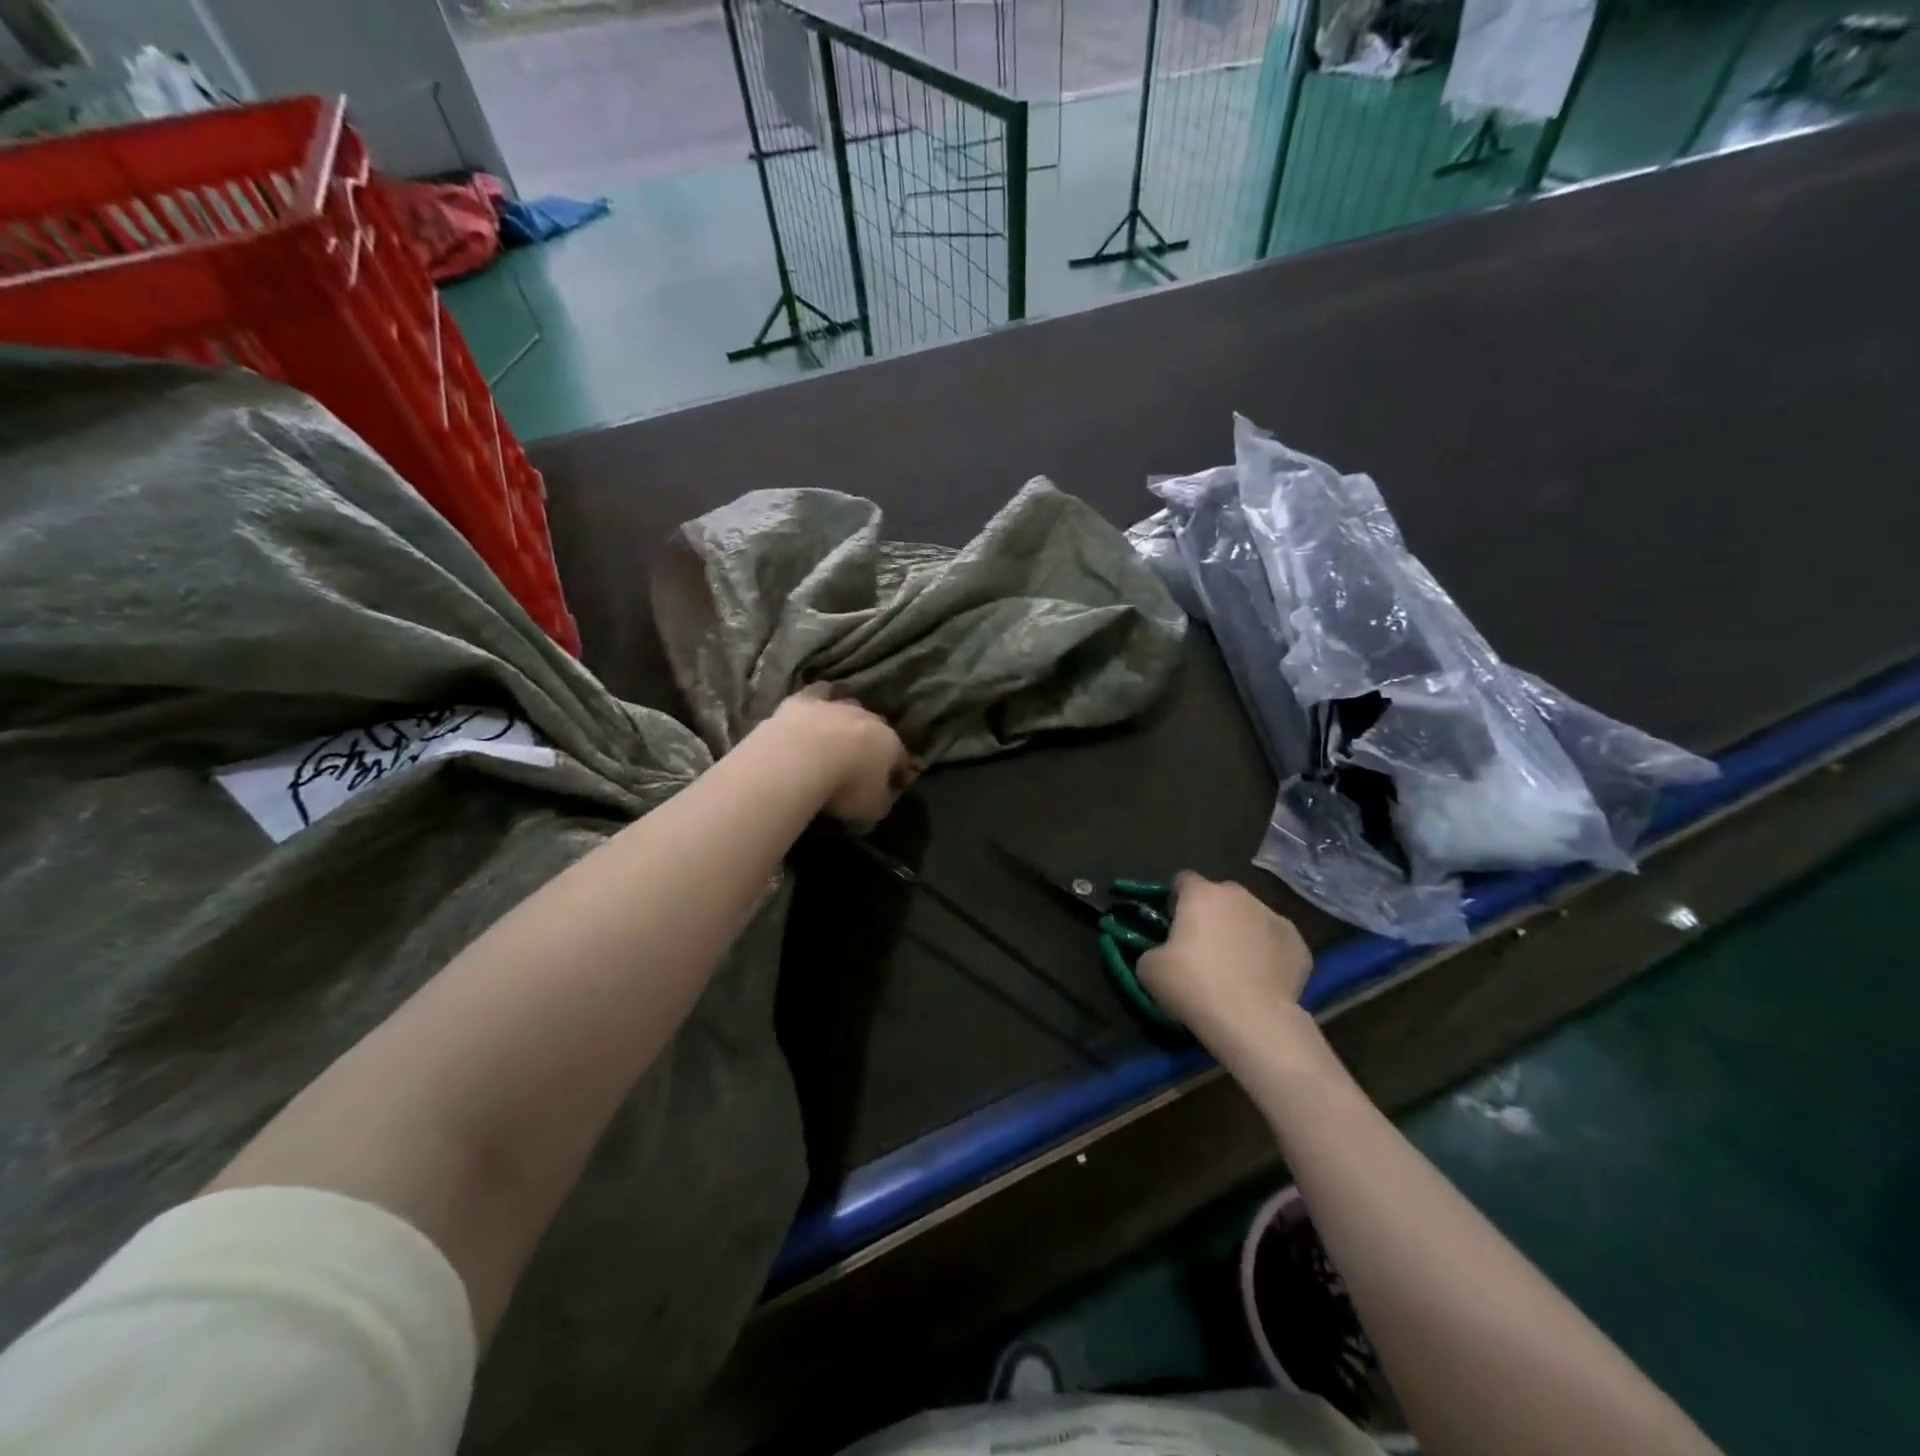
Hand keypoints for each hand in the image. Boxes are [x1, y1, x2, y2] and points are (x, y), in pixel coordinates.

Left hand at [767, 685, 917, 830]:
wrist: (800, 759)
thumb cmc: (845, 787)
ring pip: (850, 708)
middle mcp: (868, 718)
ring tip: (837, 738)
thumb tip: (887, 793)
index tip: (894, 785)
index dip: (899, 772)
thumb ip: (884, 799)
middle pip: (877, 728)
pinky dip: (819, 699)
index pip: (901, 758)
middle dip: (874, 743)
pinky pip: (818, 694)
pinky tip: (815, 708)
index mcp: (890, 743)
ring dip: (847, 721)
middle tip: (863, 762)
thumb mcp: (874, 808)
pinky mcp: (804, 700)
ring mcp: (836, 705)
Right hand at [1137, 873, 1313, 1045]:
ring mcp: (1273, 917)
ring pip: (1251, 918)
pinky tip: (1260, 979)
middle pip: (1220, 897)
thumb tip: (1164, 953)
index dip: (1176, 899)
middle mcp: (1239, 896)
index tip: (1172, 922)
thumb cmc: (1193, 985)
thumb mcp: (1149, 968)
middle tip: (1202, 948)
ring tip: (1235, 968)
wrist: (1252, 1020)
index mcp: (1201, 894)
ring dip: (1241, 933)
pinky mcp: (1299, 944)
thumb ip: (1154, 949)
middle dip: (1212, 915)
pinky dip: (1268, 954)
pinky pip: (1276, 943)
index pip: (1184, 880)